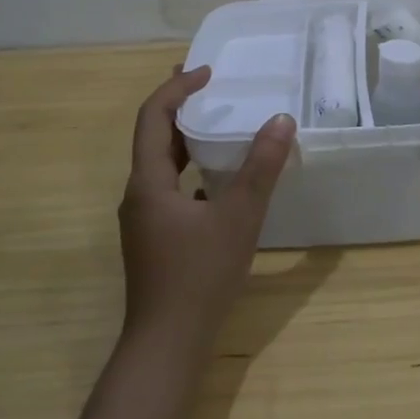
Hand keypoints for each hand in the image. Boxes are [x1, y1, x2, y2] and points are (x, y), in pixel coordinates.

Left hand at [118, 67, 295, 350]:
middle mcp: (138, 194)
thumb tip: (281, 119)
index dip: (178, 87)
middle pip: (154, 136)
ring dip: (186, 138)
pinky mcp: (155, 238)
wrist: (166, 347)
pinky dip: (192, 169)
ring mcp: (144, 219)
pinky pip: (171, 187)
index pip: (153, 116)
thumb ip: (261, 168)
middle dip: (180, 106)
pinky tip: (218, 179)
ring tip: (217, 123)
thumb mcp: (239, 217)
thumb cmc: (199, 276)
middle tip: (212, 85)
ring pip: (162, 164)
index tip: (209, 71)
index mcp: (148, 182)